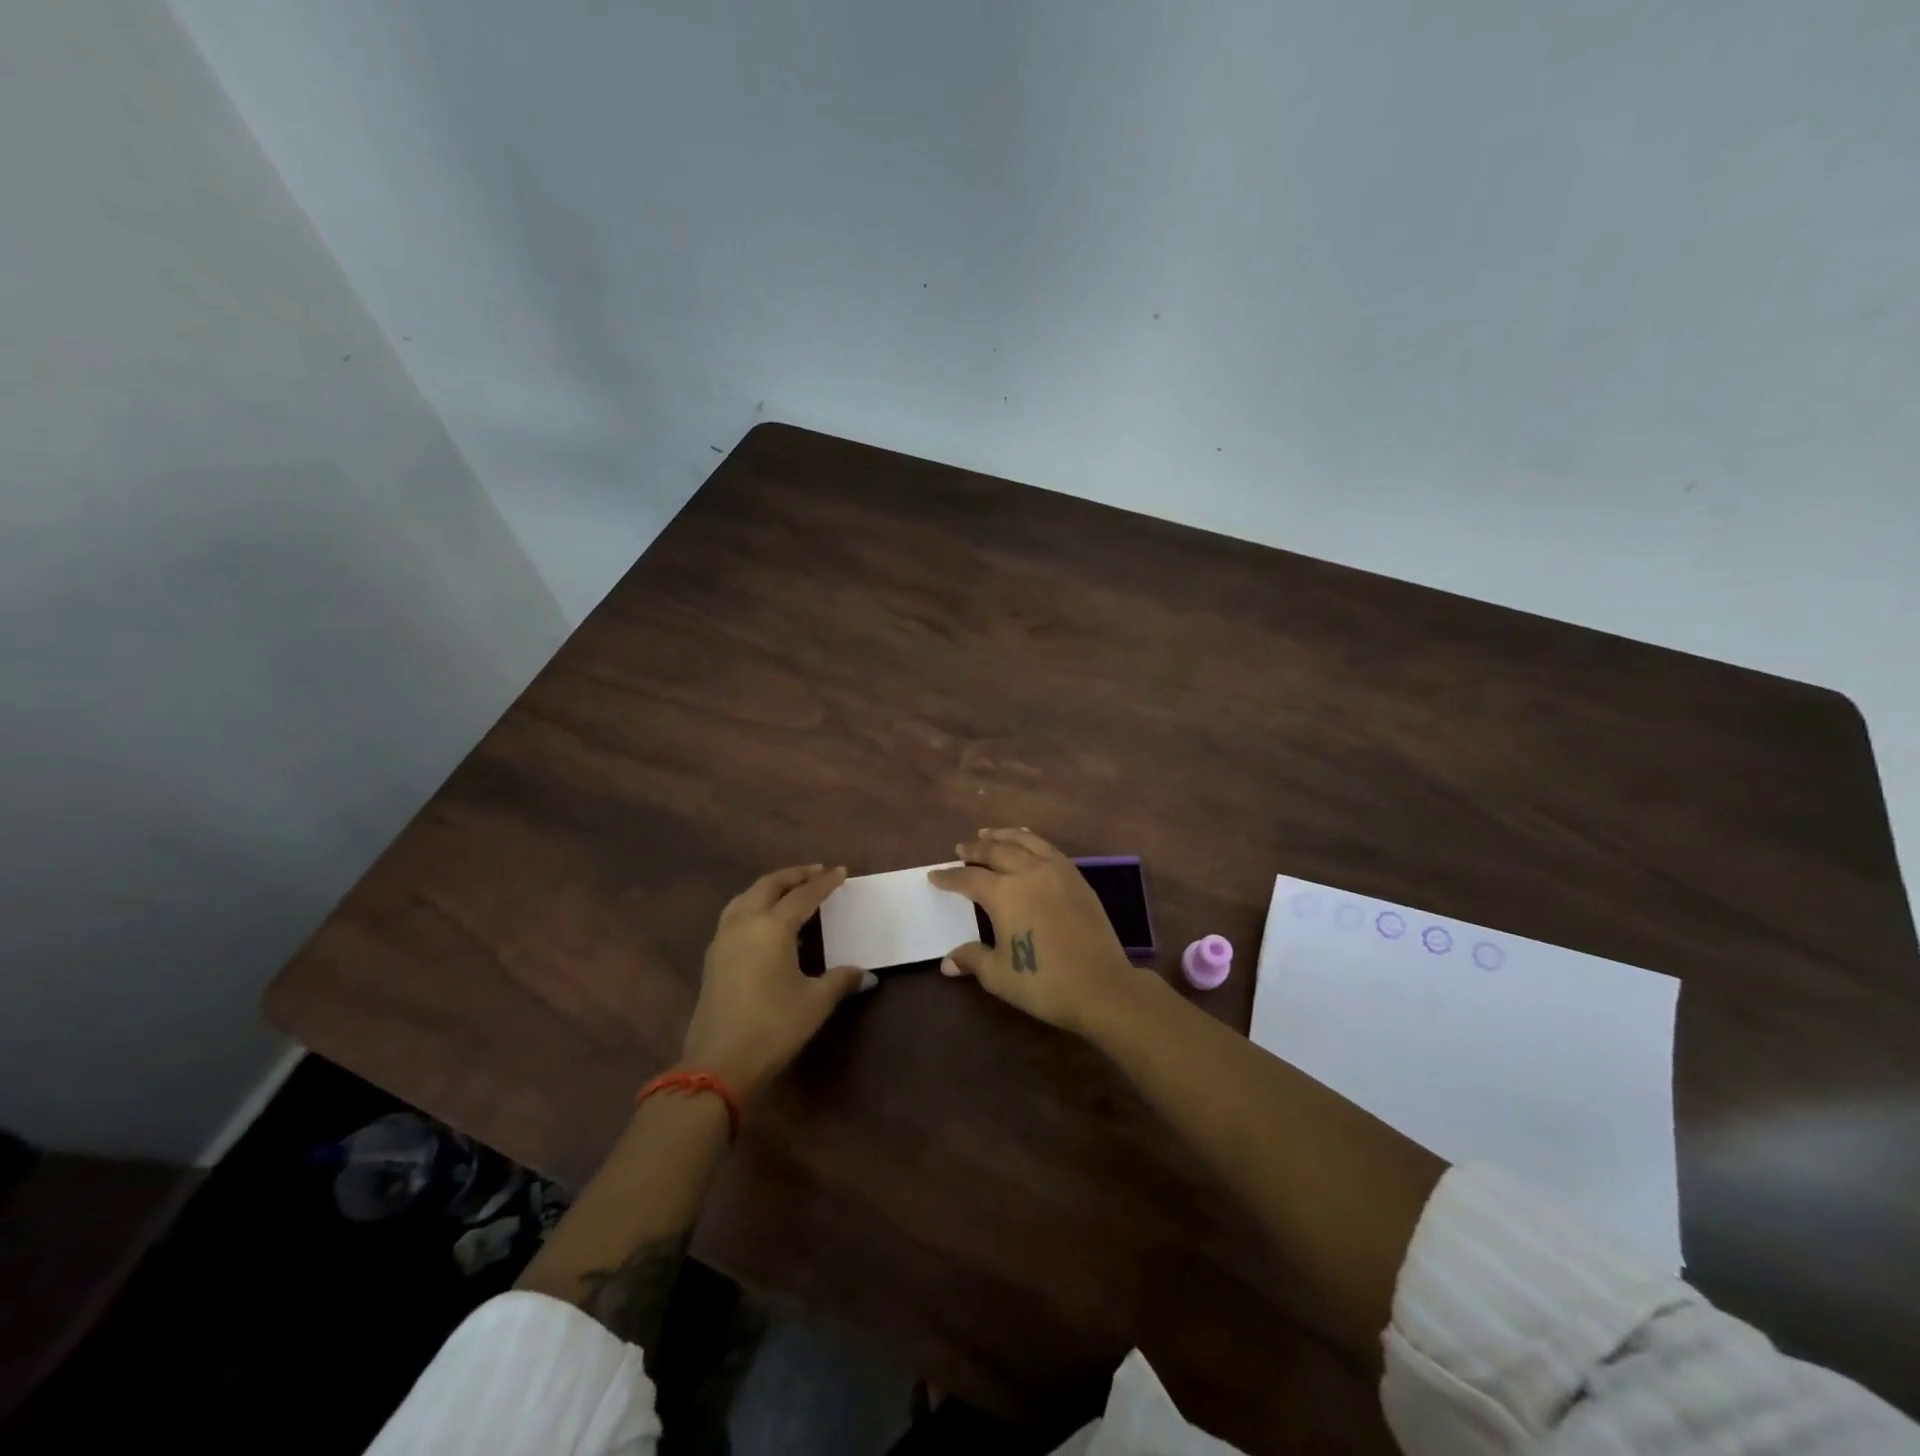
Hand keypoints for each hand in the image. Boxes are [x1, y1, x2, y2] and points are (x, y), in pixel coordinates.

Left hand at [679, 864, 874, 1100]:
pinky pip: (735, 915)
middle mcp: (744, 923)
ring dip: (769, 887)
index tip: (841, 872)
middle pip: (769, 885)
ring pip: (746, 897)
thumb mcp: (815, 1003)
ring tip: (789, 890)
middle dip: (793, 875)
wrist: (718, 1065)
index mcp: (772, 927)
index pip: (803, 896)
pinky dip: (753, 905)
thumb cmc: (773, 1027)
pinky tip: (765, 922)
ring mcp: (723, 940)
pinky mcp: (713, 958)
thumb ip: (840, 980)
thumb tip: (865, 974)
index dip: (824, 883)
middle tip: (815, 872)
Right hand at [928, 829, 1148, 1037]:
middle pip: (995, 851)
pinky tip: (1027, 844)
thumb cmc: (1043, 982)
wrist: (1101, 986)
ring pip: (1024, 841)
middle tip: (961, 848)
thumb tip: (948, 961)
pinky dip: (1031, 840)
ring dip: (1002, 836)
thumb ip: (972, 959)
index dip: (949, 876)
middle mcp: (1027, 873)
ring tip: (989, 833)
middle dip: (975, 849)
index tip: (935, 876)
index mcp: (1004, 894)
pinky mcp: (1077, 878)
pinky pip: (1048, 848)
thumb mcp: (999, 975)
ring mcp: (1056, 871)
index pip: (968, 878)